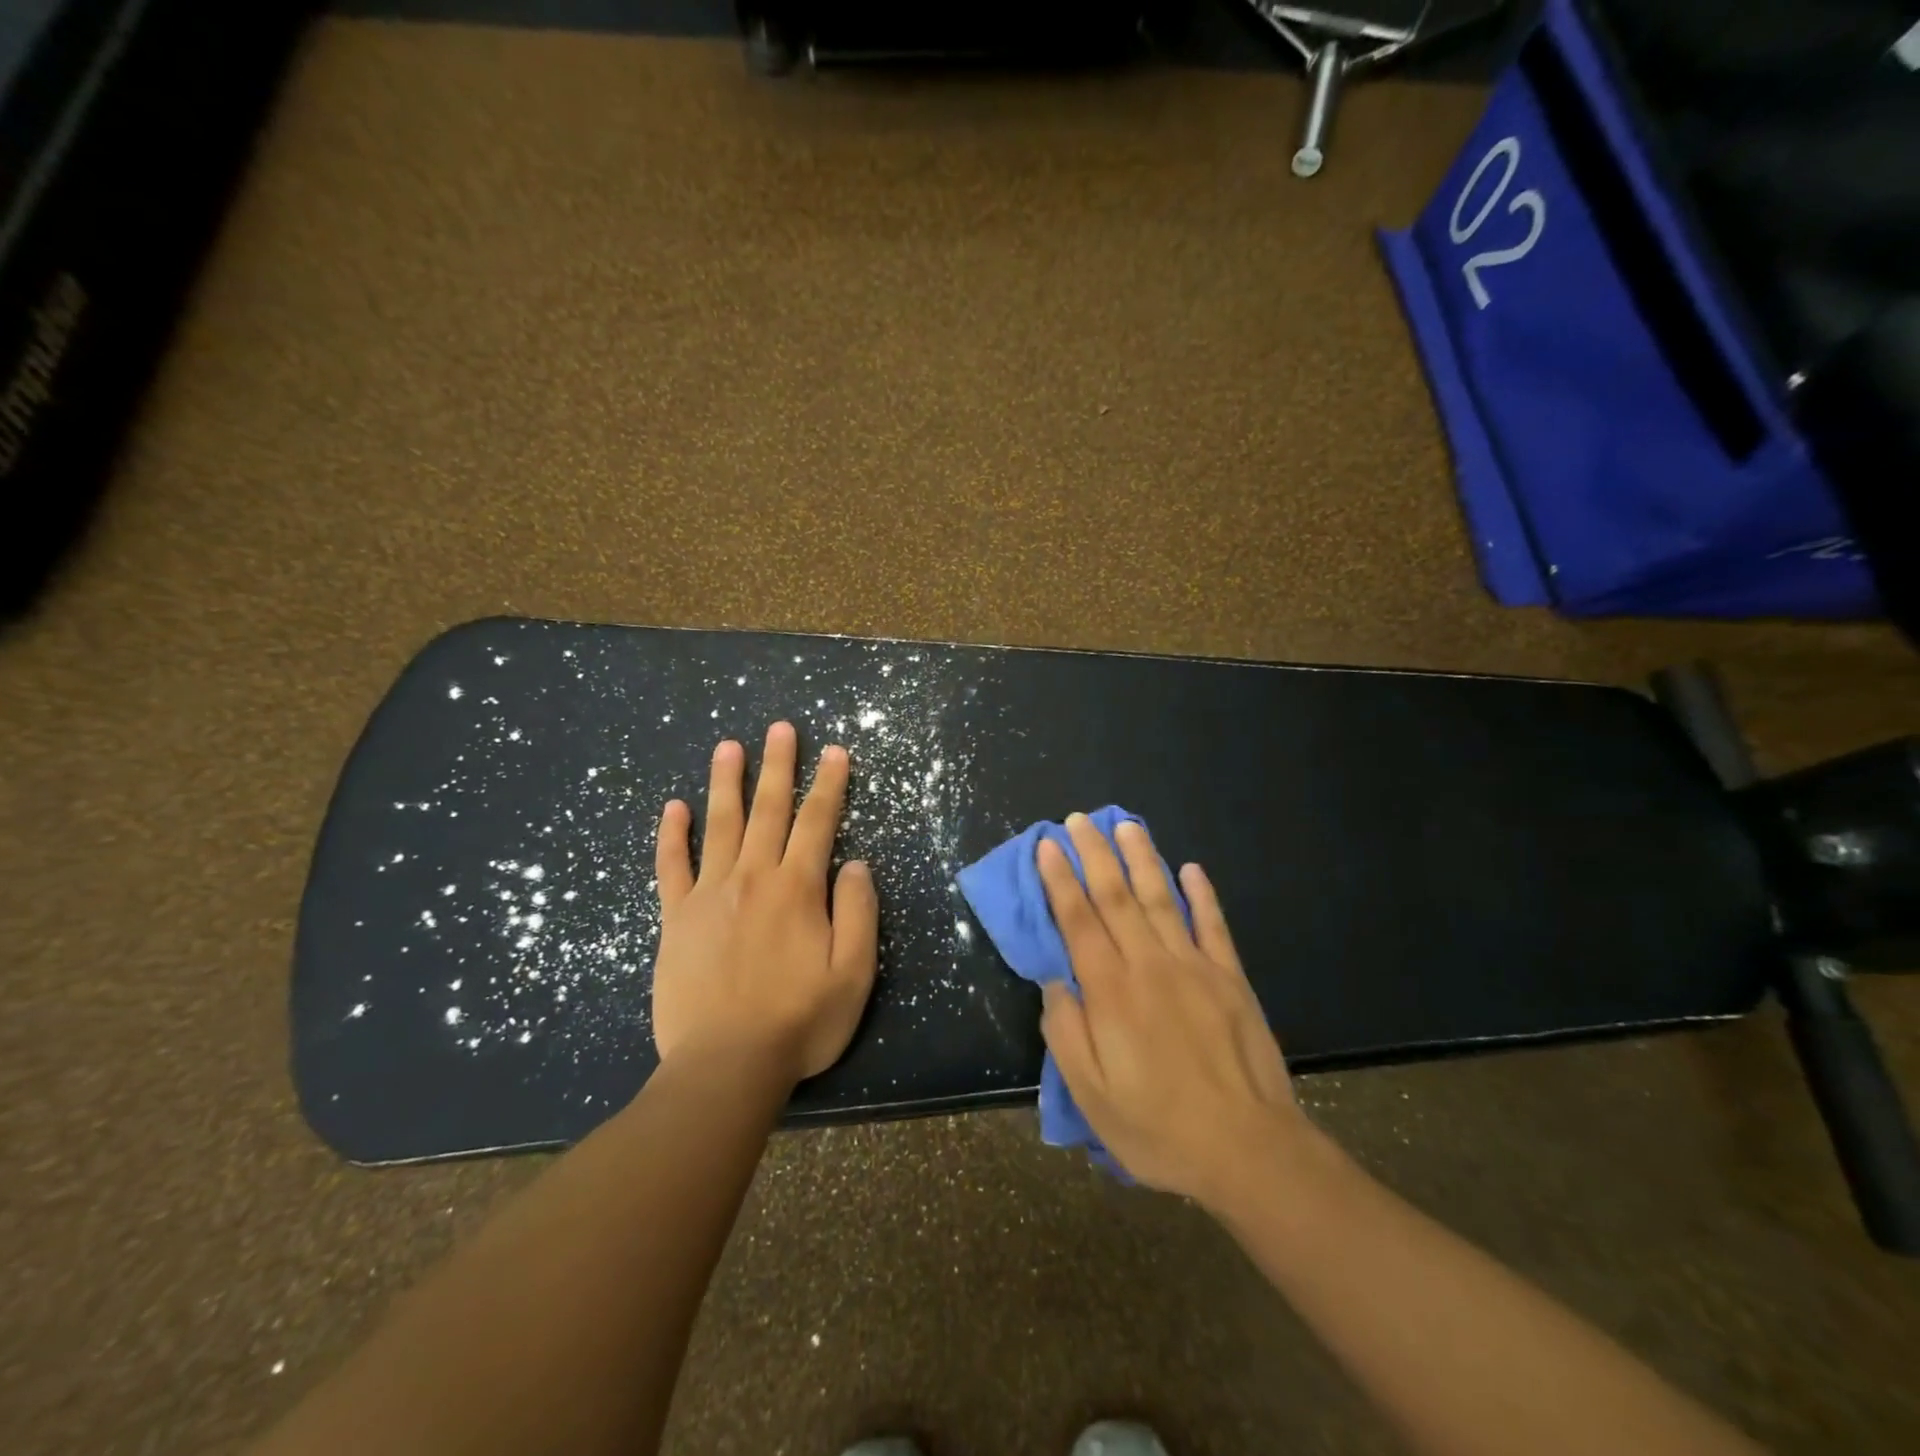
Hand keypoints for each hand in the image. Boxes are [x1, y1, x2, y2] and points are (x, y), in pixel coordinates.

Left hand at [651, 722, 878, 1084]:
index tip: (835, 751)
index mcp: (797, 889)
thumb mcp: (853, 974)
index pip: (818, 822)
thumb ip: (858, 912)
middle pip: (769, 810)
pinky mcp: (675, 918)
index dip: (829, 784)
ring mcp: (709, 894)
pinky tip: (674, 807)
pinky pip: (671, 866)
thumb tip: (855, 863)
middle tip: (780, 728)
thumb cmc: (799, 1022)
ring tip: (728, 746)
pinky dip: (672, 835)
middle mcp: (753, 878)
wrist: (724, 1066)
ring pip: (720, 825)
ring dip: (726, 782)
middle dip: (778, 765)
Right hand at [1036, 813, 1317, 1210]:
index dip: (1060, 879)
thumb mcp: (1091, 1095)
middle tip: (1079, 820)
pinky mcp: (1231, 978)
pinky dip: (1202, 895)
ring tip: (1125, 825)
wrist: (1248, 1149)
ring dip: (1141, 858)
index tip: (1048, 844)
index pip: (1078, 920)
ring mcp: (1195, 967)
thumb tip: (1053, 981)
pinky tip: (1192, 869)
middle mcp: (1149, 965)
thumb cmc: (1158, 1128)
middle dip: (1094, 854)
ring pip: (1162, 899)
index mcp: (1111, 992)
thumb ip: (1066, 1032)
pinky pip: (1213, 926)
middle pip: (1116, 897)